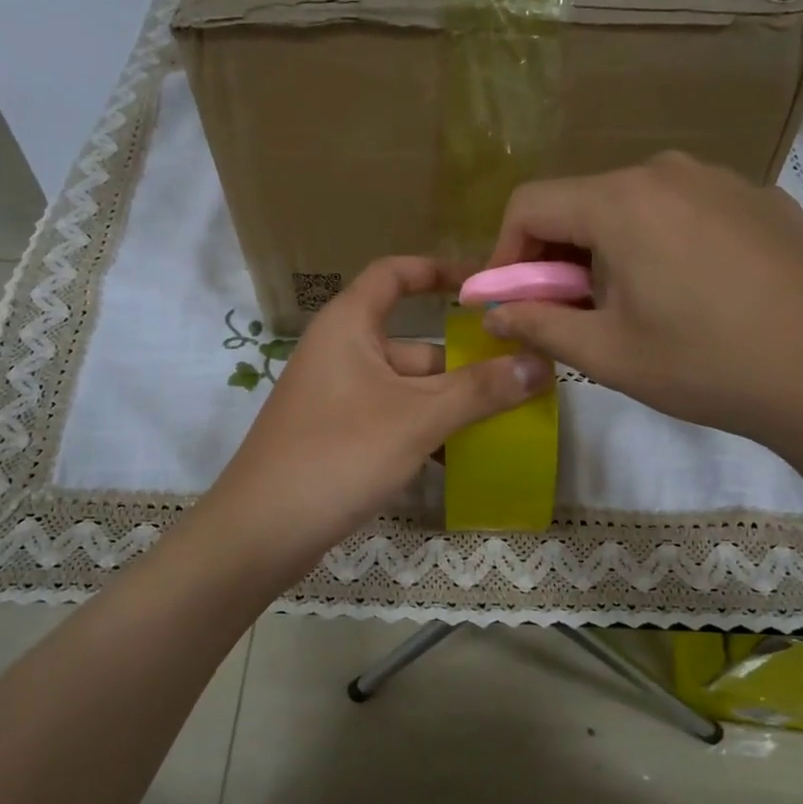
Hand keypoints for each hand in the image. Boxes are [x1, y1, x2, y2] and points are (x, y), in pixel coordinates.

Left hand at [204, 257, 550, 570]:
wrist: (261, 532)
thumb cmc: (338, 454)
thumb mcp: (417, 418)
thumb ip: (479, 391)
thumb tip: (541, 365)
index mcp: (349, 326)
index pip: (396, 275)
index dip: (439, 271)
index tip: (486, 288)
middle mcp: (342, 353)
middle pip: (415, 343)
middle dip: (464, 364)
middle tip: (521, 381)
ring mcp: (338, 397)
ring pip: (407, 388)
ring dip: (450, 404)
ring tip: (504, 423)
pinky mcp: (338, 436)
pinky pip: (393, 419)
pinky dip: (424, 432)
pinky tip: (460, 460)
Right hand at [482, 152, 802, 479]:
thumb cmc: (708, 365)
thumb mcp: (608, 355)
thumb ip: (538, 325)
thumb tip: (493, 313)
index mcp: (621, 201)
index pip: (529, 204)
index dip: (504, 254)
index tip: (509, 303)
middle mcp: (667, 171)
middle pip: (582, 202)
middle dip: (557, 257)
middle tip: (568, 314)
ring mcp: (721, 179)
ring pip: (633, 205)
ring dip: (607, 251)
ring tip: (631, 308)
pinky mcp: (759, 199)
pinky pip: (683, 210)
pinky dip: (659, 243)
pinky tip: (688, 294)